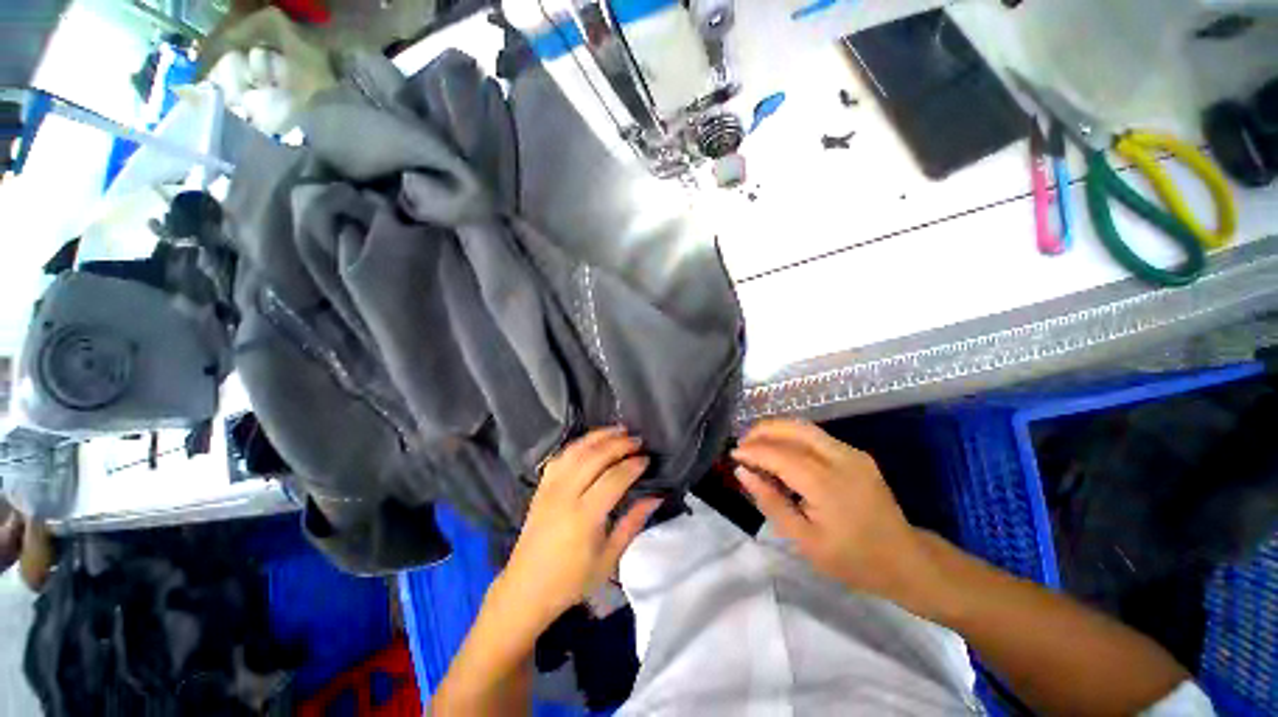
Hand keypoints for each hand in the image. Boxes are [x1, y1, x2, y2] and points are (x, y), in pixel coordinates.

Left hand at [496, 427, 661, 632]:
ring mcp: (549, 488)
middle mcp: (565, 495)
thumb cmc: (572, 580)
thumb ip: (633, 523)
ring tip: (617, 430)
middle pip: (594, 457)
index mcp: (584, 517)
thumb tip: (656, 498)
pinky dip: (578, 445)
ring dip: (598, 437)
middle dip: (618, 444)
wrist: (526, 589)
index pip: (613, 478)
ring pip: (576, 451)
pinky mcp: (541, 487)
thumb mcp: (609, 558)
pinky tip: (591, 442)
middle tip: (637, 440)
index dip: (632, 465)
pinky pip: (560, 457)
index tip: (646, 459)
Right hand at [732, 419, 940, 609]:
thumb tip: (742, 472)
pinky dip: (792, 437)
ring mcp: (851, 452)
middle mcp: (840, 458)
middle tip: (743, 445)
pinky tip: (782, 452)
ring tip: (756, 445)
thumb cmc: (852, 559)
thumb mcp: (804, 540)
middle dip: (762, 431)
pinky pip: (816, 436)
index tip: (733, 455)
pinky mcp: (857, 454)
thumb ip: (770, 502)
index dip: (752, 451)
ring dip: (776, 430)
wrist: (906, 560)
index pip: (779, 454)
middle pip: (792, 428)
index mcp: (826, 483)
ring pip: (803, 427)